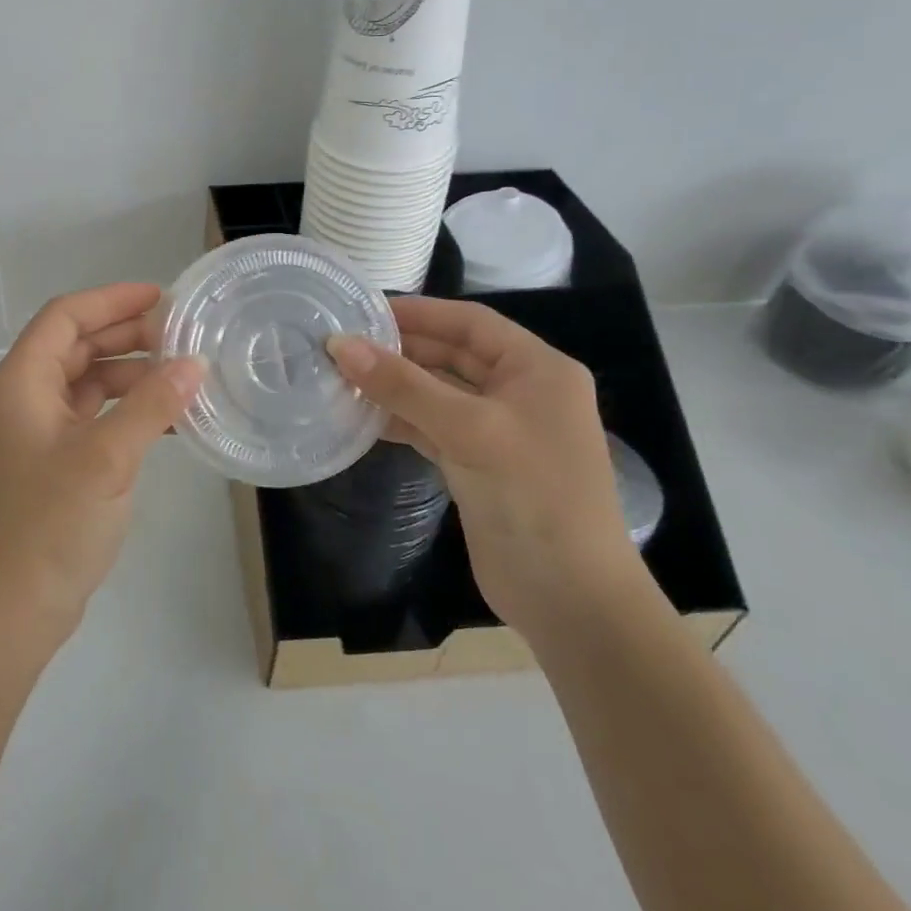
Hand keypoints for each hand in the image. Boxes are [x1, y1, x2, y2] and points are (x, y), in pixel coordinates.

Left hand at [0, 283, 204, 648]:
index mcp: (20, 382)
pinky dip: (124, 410)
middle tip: (180, 333)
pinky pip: (91, 418)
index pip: (65, 317)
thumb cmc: (50, 523)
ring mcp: (35, 433)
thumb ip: (150, 405)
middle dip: (125, 334)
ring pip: (85, 383)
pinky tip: (165, 418)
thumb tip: (193, 363)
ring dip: (130, 374)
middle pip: (75, 346)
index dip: (111, 300)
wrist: (11, 610)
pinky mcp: (52, 464)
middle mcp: (22, 398)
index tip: (161, 298)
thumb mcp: (106, 457)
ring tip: (182, 374)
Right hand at [325, 296, 643, 642]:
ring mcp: (499, 431)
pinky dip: (400, 420)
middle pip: (451, 356)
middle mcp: (520, 393)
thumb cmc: (533, 497)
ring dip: (395, 386)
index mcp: (537, 370)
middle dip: (400, 350)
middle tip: (343, 345)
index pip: (470, 323)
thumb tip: (340, 344)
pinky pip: (432, 427)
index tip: (363, 310)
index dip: (419, 312)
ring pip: (437, 393)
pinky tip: (361, 418)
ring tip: (341, 377)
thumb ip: (403, 385)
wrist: (571, 599)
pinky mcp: (478, 464)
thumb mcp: (469, 430)